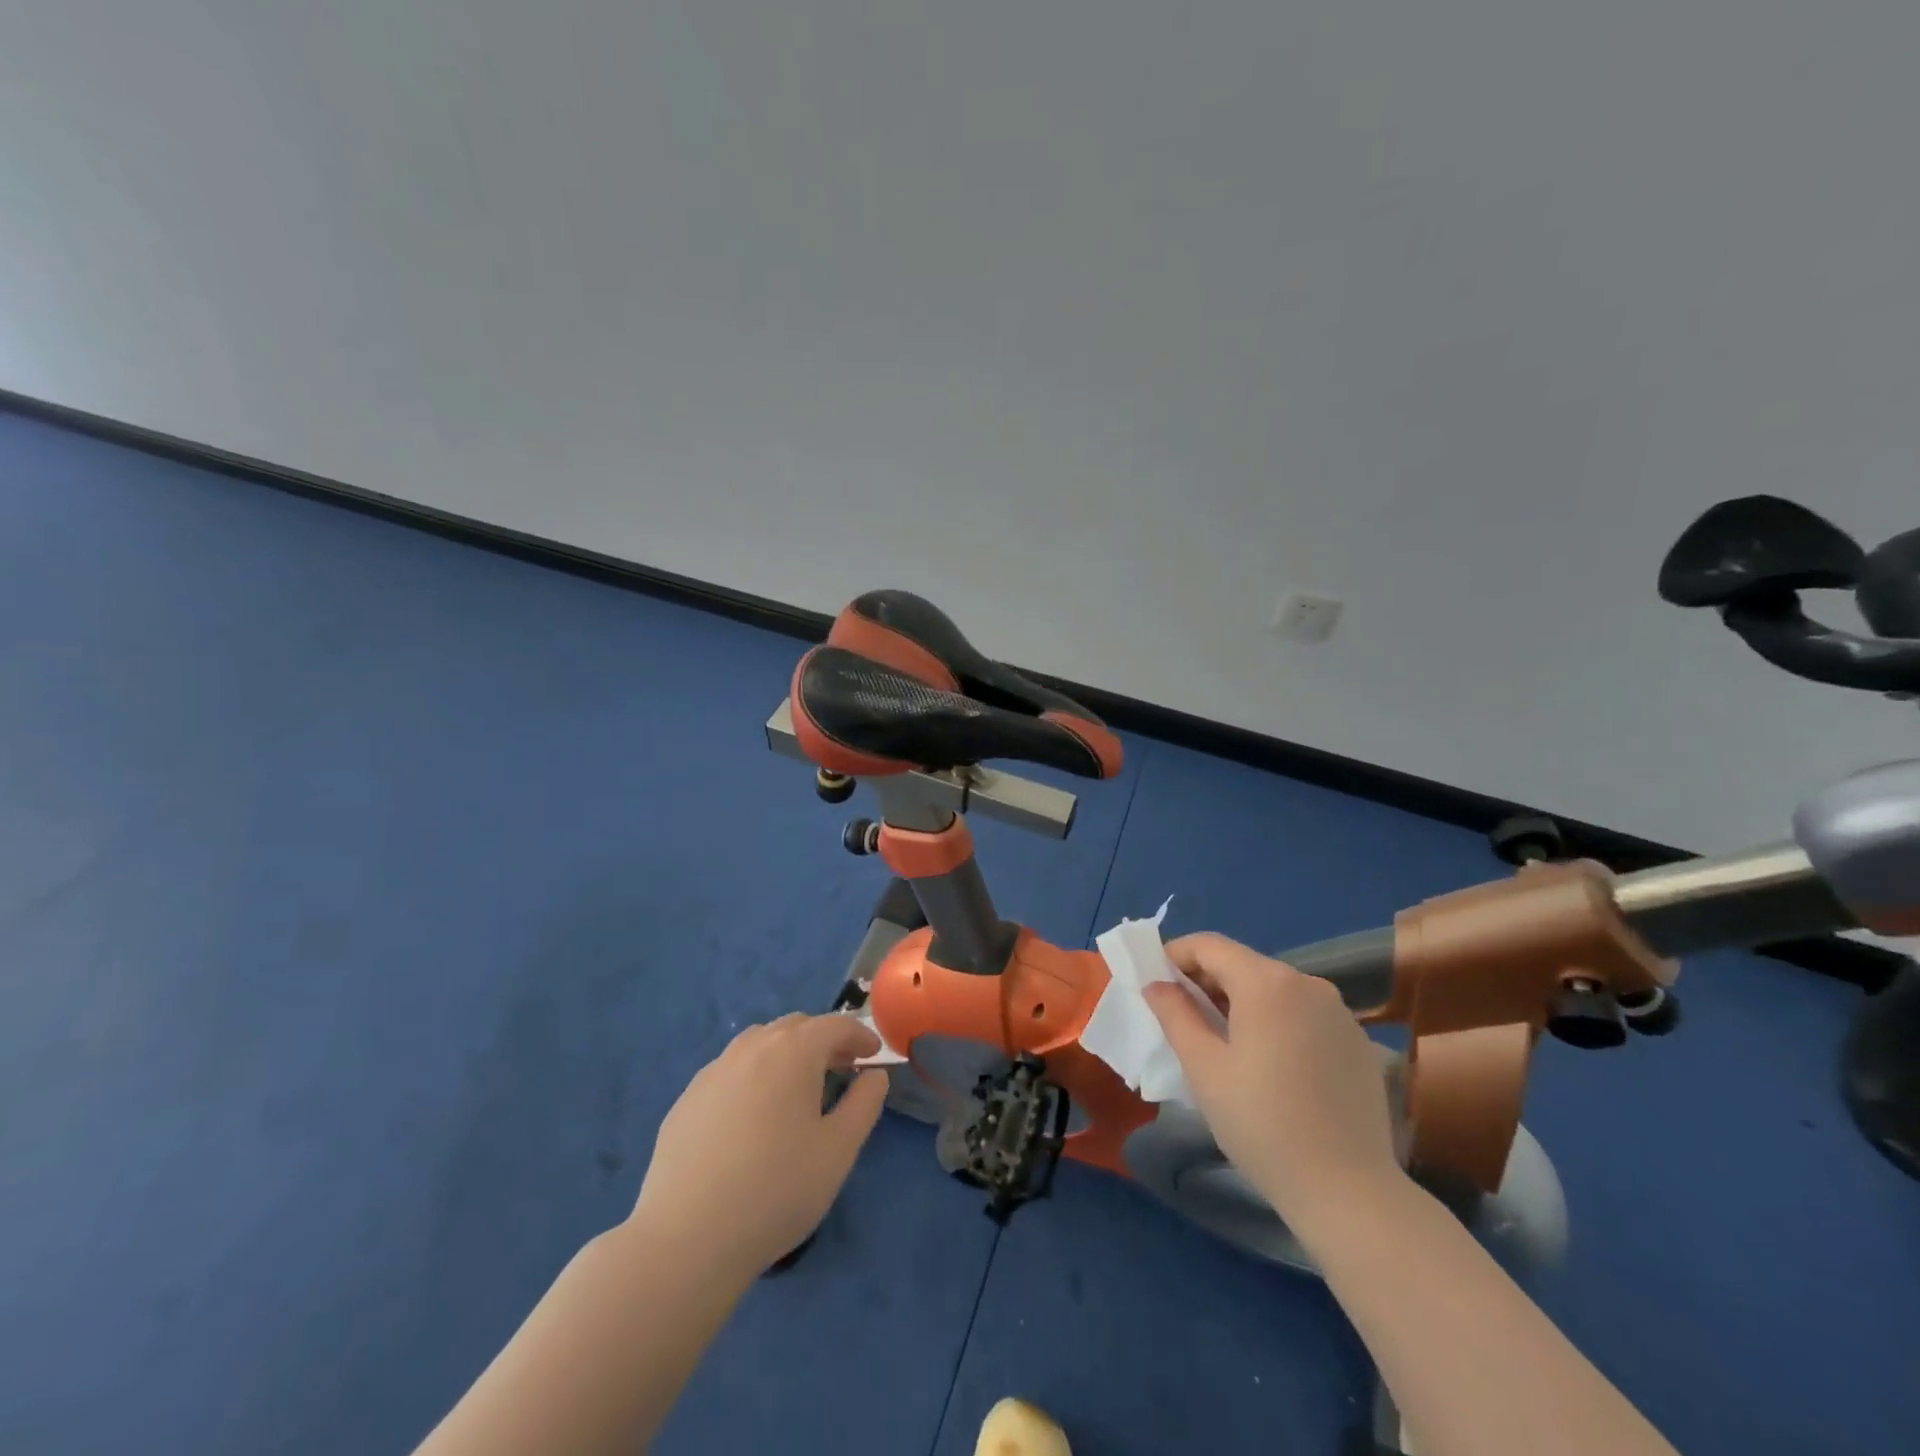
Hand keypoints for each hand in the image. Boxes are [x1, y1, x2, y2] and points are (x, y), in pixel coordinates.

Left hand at [631, 1013, 889, 1274]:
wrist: (687, 1238)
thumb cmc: (777, 1189)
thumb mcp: (839, 1149)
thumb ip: (864, 1103)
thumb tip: (873, 1075)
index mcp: (793, 1051)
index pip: (835, 1026)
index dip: (860, 1036)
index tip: (874, 1056)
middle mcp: (752, 1047)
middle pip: (796, 1026)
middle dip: (823, 1040)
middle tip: (841, 1069)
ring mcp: (713, 1071)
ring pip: (758, 1043)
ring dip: (785, 1052)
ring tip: (796, 1088)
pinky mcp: (687, 1099)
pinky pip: (730, 1071)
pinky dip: (752, 1076)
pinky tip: (752, 1116)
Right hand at [1144, 933, 1404, 1233]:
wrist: (1349, 1192)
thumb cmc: (1262, 1124)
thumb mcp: (1203, 1068)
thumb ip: (1175, 1014)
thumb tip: (1157, 984)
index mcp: (1267, 982)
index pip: (1209, 946)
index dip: (1175, 955)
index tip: (1154, 980)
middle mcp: (1308, 983)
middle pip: (1243, 964)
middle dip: (1206, 980)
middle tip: (1180, 1014)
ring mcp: (1339, 1012)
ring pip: (1274, 989)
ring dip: (1240, 1002)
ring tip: (1220, 1040)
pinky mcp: (1358, 1042)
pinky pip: (1303, 1015)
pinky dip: (1275, 1022)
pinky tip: (1268, 1063)